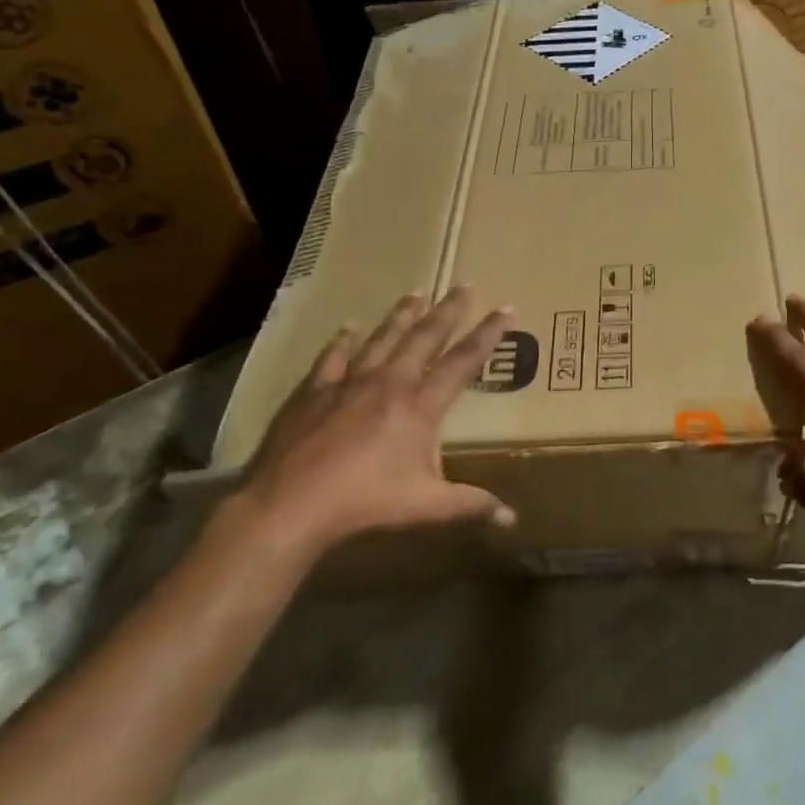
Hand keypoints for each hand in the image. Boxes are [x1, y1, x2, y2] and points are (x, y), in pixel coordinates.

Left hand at [227, 287, 515, 557]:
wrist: (291, 504)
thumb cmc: (366, 503)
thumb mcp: (428, 506)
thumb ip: (472, 506)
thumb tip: (513, 520)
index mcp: (421, 405)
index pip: (464, 361)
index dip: (488, 334)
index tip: (506, 308)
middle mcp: (390, 382)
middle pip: (425, 337)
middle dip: (449, 310)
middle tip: (465, 284)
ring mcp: (349, 383)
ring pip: (383, 338)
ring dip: (402, 316)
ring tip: (416, 294)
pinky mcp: (314, 391)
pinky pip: (333, 357)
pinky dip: (343, 340)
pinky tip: (348, 327)